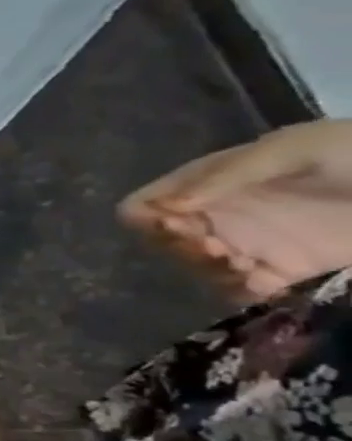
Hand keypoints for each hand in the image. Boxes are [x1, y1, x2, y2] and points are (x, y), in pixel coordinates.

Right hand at [119, 119, 351, 299]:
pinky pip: (239, 291)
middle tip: (216, 249)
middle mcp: (218, 217)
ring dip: (208, 272)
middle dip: (179, 249)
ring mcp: (249, 245)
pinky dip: (242, 292)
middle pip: (161, 242)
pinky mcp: (282, 271)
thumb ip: (230, 174)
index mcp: (209, 185)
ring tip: (244, 266)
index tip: (177, 225)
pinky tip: (265, 283)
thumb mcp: (296, 149)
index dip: (147, 220)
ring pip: (194, 268)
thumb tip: (169, 207)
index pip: (144, 206)